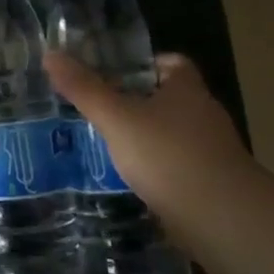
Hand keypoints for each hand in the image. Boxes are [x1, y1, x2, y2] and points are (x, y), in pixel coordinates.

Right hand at [44, 50, 258, 234]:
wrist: (222, 219)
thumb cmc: (168, 155)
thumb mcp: (117, 118)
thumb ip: (84, 89)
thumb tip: (51, 54)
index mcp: (187, 89)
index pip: (172, 62)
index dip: (143, 64)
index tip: (112, 73)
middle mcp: (204, 115)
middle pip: (169, 98)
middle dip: (136, 101)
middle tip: (98, 107)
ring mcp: (211, 151)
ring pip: (172, 133)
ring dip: (145, 137)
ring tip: (107, 143)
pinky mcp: (210, 184)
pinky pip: (177, 165)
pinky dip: (156, 168)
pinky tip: (130, 178)